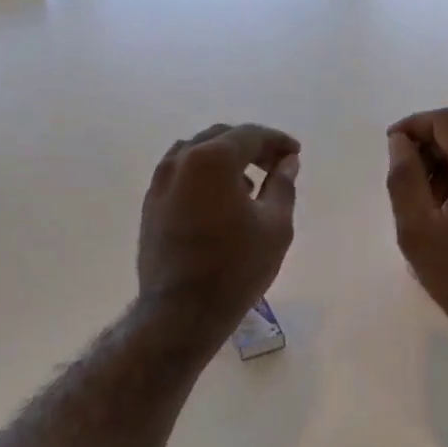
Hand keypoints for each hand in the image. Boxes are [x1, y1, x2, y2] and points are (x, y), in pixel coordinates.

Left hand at [138, 123, 299, 337]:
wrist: (180, 311)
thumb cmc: (236, 267)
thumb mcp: (275, 226)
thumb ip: (283, 185)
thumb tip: (288, 162)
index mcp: (212, 159)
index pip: (250, 135)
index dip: (277, 141)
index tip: (296, 153)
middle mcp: (180, 160)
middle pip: (221, 138)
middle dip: (252, 146)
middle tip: (277, 165)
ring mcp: (160, 182)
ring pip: (197, 153)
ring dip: (226, 159)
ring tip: (250, 184)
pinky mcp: (151, 204)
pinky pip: (182, 174)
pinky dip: (205, 175)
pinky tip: (222, 201)